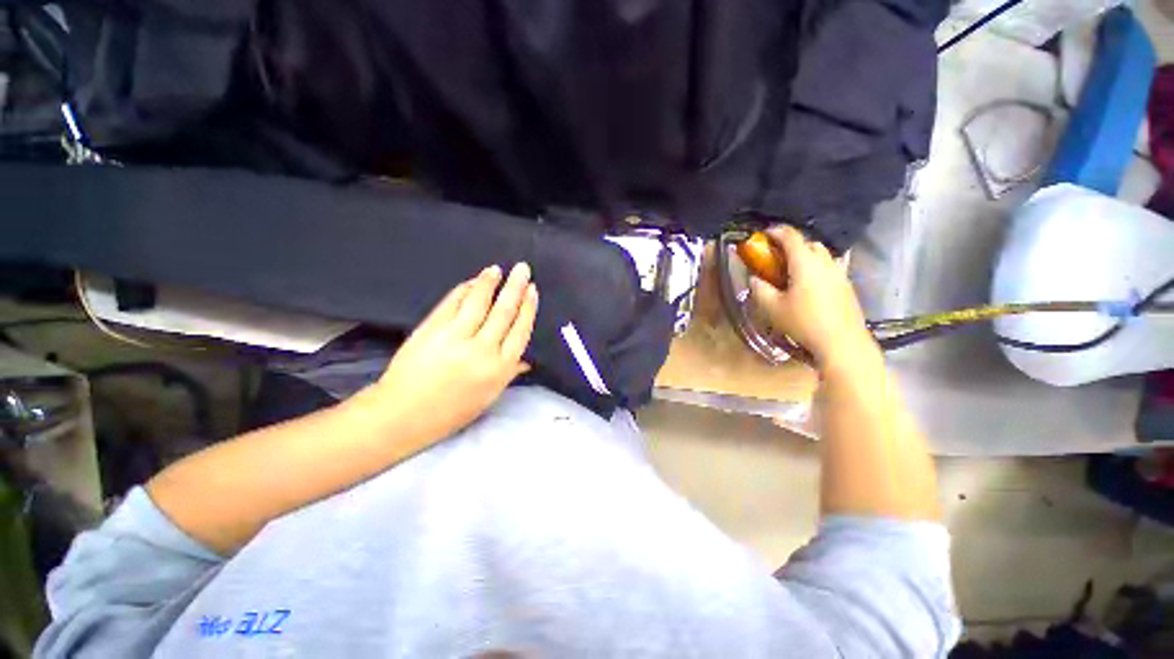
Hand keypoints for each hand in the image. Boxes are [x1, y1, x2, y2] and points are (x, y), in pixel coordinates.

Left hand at [367, 263, 538, 438]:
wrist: (403, 415)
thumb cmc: (451, 411)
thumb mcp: (488, 397)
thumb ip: (509, 374)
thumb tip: (526, 359)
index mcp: (500, 368)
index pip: (520, 330)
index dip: (528, 308)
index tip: (532, 290)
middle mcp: (483, 350)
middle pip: (504, 312)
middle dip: (515, 287)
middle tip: (522, 268)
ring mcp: (456, 338)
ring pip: (479, 303)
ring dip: (489, 283)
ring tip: (497, 269)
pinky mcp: (432, 329)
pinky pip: (452, 304)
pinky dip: (463, 290)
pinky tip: (471, 282)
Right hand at [749, 226, 876, 370]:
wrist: (842, 343)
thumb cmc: (803, 323)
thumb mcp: (772, 308)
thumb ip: (760, 289)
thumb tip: (754, 278)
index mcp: (805, 264)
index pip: (791, 237)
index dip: (776, 232)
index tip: (764, 234)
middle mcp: (825, 263)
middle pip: (809, 243)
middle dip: (791, 244)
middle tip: (776, 256)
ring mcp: (839, 273)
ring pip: (822, 255)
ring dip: (805, 255)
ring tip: (791, 271)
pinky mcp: (846, 286)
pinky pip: (829, 267)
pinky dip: (816, 267)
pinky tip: (808, 285)